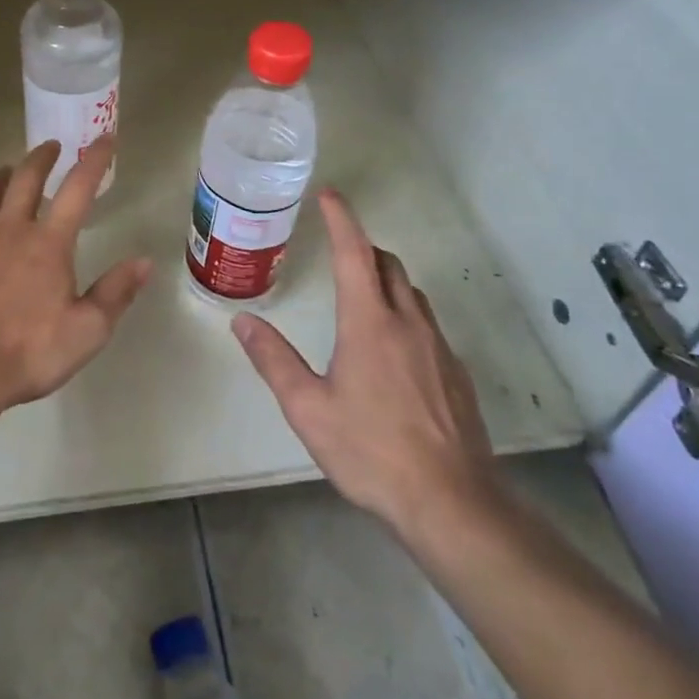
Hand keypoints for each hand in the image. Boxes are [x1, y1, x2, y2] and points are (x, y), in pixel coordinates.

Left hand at [0, 137, 151, 413]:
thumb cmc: (28, 351)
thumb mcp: (87, 330)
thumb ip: (116, 293)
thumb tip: (143, 261)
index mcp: (48, 243)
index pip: (77, 189)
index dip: (94, 160)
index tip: (104, 137)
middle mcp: (9, 231)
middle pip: (24, 180)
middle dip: (40, 158)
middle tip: (49, 145)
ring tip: (4, 170)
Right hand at [232, 189, 503, 558]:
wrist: (452, 503)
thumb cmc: (372, 451)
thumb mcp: (309, 409)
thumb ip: (274, 360)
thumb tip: (243, 322)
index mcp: (369, 322)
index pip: (354, 253)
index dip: (341, 219)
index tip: (328, 195)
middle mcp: (407, 323)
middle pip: (388, 264)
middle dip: (363, 247)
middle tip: (339, 250)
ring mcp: (437, 347)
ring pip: (410, 293)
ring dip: (386, 280)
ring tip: (363, 295)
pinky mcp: (456, 373)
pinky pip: (426, 325)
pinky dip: (405, 315)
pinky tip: (393, 350)